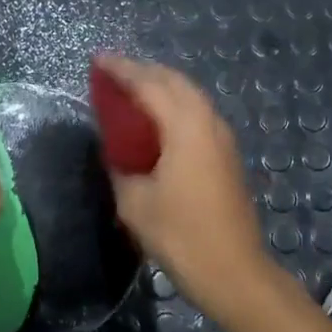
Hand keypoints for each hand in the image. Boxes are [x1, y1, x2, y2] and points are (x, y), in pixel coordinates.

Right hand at [93, 54, 273, 313]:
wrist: (233, 271)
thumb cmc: (180, 236)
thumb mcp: (135, 203)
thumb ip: (121, 168)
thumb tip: (118, 153)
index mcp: (185, 128)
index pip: (149, 85)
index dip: (122, 71)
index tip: (98, 60)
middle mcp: (208, 123)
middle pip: (175, 82)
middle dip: (144, 71)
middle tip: (113, 73)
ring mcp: (222, 139)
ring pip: (191, 96)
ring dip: (162, 86)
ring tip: (133, 90)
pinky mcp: (227, 156)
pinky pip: (197, 114)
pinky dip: (174, 105)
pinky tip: (158, 120)